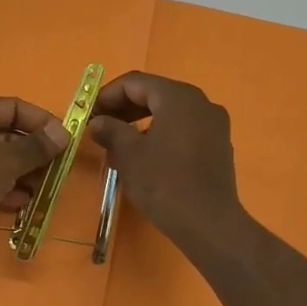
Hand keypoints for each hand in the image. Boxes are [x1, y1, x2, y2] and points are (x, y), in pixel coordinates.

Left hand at [0, 96, 69, 255]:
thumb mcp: (7, 161)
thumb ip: (37, 147)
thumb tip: (65, 133)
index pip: (13, 106)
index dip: (42, 121)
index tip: (65, 140)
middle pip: (5, 133)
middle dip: (33, 152)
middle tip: (57, 169)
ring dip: (22, 172)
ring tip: (43, 189)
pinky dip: (4, 186)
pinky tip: (23, 202)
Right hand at [87, 72, 242, 246]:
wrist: (208, 223)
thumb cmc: (164, 183)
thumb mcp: (129, 154)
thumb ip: (111, 130)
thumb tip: (98, 122)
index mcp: (178, 97)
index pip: (135, 82)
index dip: (107, 95)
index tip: (88, 114)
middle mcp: (201, 102)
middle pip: (155, 94)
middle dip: (124, 107)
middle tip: (100, 126)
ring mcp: (214, 124)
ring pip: (170, 112)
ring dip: (141, 121)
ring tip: (119, 143)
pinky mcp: (219, 145)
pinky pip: (184, 128)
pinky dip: (161, 133)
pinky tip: (146, 155)